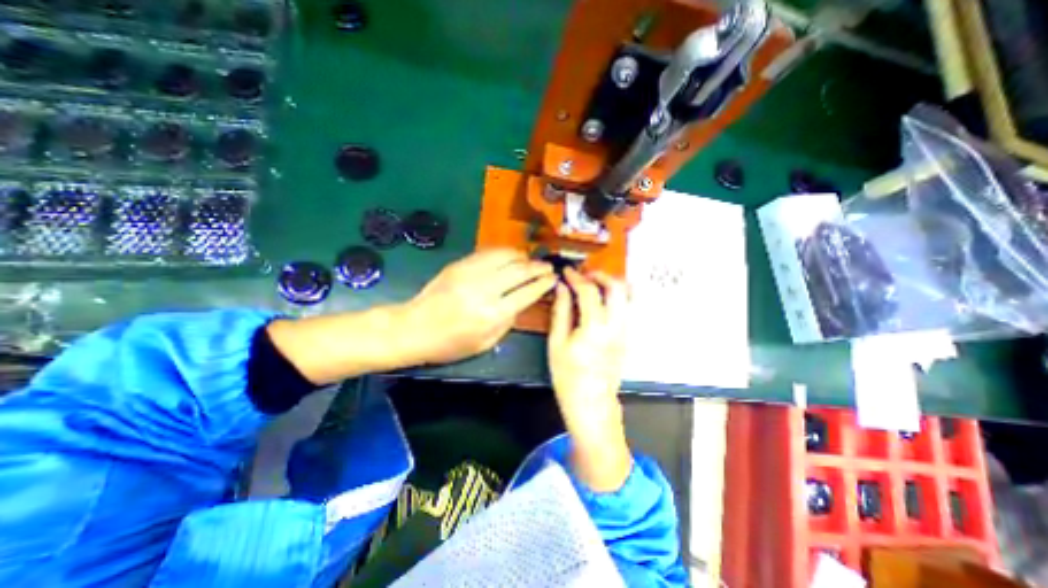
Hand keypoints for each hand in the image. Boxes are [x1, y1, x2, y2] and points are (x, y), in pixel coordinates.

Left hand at [402, 248, 554, 368]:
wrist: (414, 328)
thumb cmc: (450, 344)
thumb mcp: (485, 343)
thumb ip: (508, 321)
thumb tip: (522, 301)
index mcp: (492, 314)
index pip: (527, 292)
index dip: (544, 283)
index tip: (553, 278)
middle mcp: (484, 289)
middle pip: (520, 270)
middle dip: (538, 267)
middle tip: (548, 267)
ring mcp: (470, 273)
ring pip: (505, 256)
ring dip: (522, 256)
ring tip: (530, 261)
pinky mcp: (460, 265)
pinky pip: (488, 253)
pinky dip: (504, 253)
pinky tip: (510, 257)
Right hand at [549, 268, 629, 490]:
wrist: (591, 402)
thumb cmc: (568, 376)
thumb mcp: (556, 343)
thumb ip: (560, 311)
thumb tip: (562, 288)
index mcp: (595, 328)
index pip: (590, 291)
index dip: (577, 277)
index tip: (567, 272)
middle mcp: (616, 326)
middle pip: (618, 288)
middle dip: (600, 275)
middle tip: (584, 275)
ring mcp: (626, 331)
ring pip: (628, 296)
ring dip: (611, 284)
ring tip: (593, 285)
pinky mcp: (628, 336)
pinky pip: (627, 307)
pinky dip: (616, 297)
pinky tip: (600, 301)